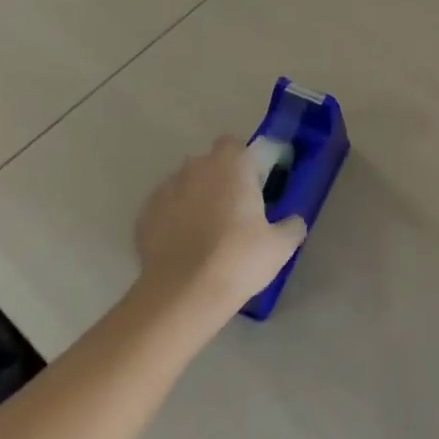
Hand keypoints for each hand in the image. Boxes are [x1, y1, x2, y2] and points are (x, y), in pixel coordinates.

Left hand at [133, 137, 306, 316]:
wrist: (183, 294)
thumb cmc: (239, 259)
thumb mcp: (280, 246)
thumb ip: (291, 226)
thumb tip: (294, 221)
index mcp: (231, 165)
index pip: (234, 144)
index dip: (243, 161)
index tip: (252, 185)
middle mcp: (196, 168)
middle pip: (208, 163)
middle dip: (218, 179)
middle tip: (233, 211)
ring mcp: (166, 190)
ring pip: (184, 184)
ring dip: (195, 198)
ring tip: (205, 233)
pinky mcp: (144, 216)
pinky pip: (165, 209)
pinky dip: (172, 220)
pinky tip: (182, 246)